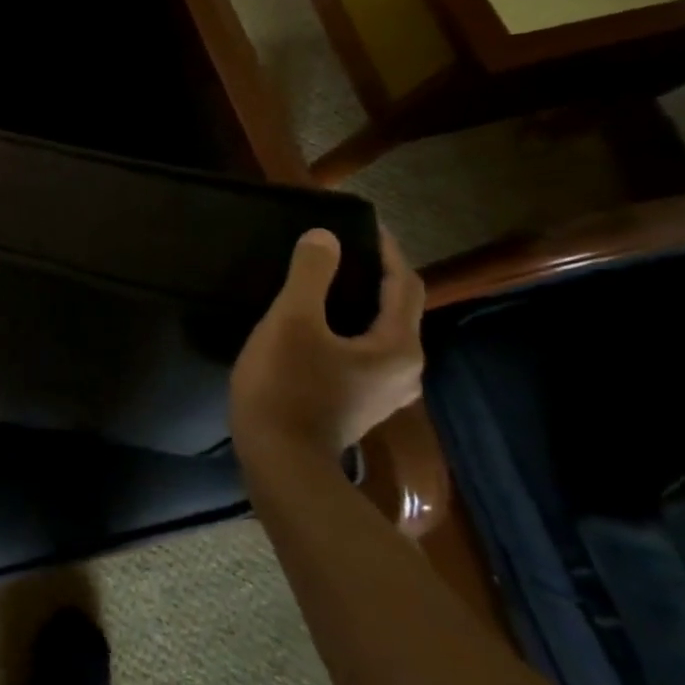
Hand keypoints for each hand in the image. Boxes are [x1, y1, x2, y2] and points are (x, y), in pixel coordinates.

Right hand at [230, 227, 425, 461]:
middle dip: (373, 275)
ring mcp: (383, 392)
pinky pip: (363, 352)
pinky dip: (348, 328)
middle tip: (338, 250)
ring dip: (359, 303)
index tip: (363, 223)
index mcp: (398, 346)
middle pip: (396, 309)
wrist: (280, 461)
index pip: (404, 284)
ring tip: (326, 282)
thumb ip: (311, 275)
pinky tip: (318, 326)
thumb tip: (325, 236)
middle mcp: (404, 370)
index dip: (386, 250)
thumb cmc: (287, 386)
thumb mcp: (293, 321)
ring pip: (379, 332)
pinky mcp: (359, 404)